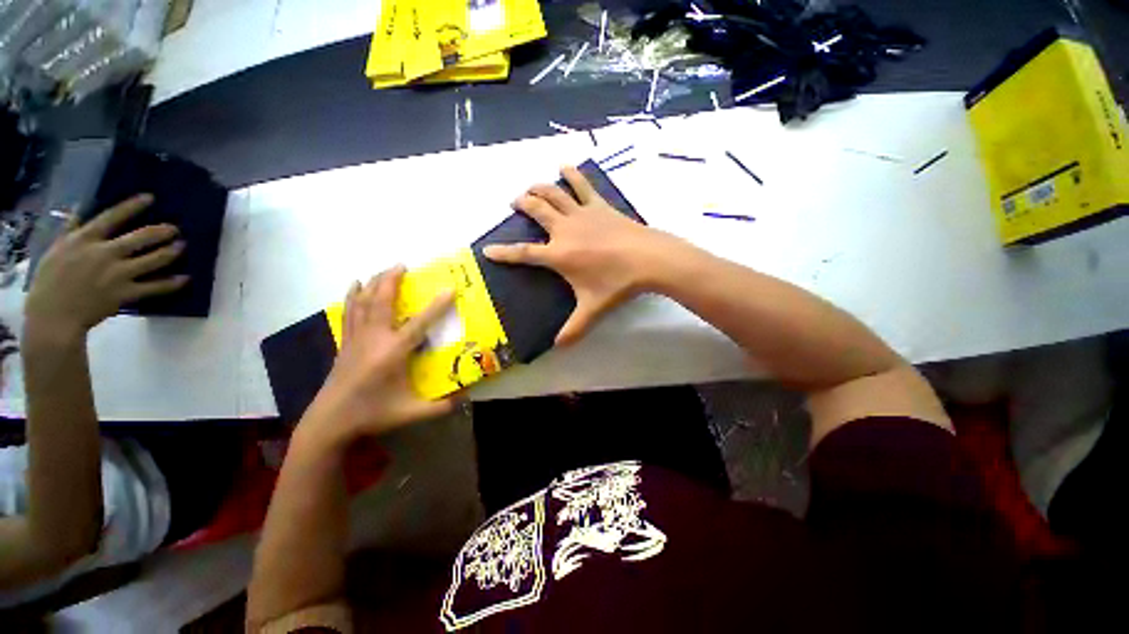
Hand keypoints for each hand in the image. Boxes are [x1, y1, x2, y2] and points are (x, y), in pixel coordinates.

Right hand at [25, 194, 187, 341]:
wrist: (53, 317)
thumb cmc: (49, 282)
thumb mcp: (55, 250)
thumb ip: (70, 230)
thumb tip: (78, 208)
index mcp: (83, 240)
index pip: (111, 217)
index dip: (132, 206)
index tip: (150, 197)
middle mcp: (103, 254)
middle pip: (139, 238)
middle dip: (160, 231)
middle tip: (175, 228)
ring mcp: (116, 274)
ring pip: (152, 260)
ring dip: (170, 252)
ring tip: (183, 246)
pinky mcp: (124, 294)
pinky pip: (154, 287)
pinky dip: (172, 283)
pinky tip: (185, 278)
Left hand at [299, 267, 453, 449]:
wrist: (330, 421)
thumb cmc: (373, 414)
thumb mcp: (411, 413)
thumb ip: (441, 406)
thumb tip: (467, 397)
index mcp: (393, 353)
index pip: (420, 324)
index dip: (437, 306)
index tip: (450, 288)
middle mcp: (374, 338)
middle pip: (382, 301)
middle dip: (392, 280)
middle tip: (403, 264)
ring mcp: (356, 338)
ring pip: (363, 302)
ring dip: (374, 283)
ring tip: (384, 269)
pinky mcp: (346, 342)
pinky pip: (349, 312)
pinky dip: (353, 296)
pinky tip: (355, 285)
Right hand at [483, 166, 679, 345]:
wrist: (648, 260)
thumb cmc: (617, 284)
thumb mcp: (592, 310)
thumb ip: (573, 330)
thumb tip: (559, 348)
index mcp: (559, 255)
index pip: (524, 253)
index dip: (504, 252)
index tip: (487, 249)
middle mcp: (565, 230)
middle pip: (536, 210)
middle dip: (521, 204)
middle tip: (514, 203)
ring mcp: (582, 214)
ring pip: (553, 193)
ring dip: (538, 188)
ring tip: (530, 188)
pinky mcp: (599, 206)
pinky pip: (582, 185)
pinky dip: (572, 174)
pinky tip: (564, 165)